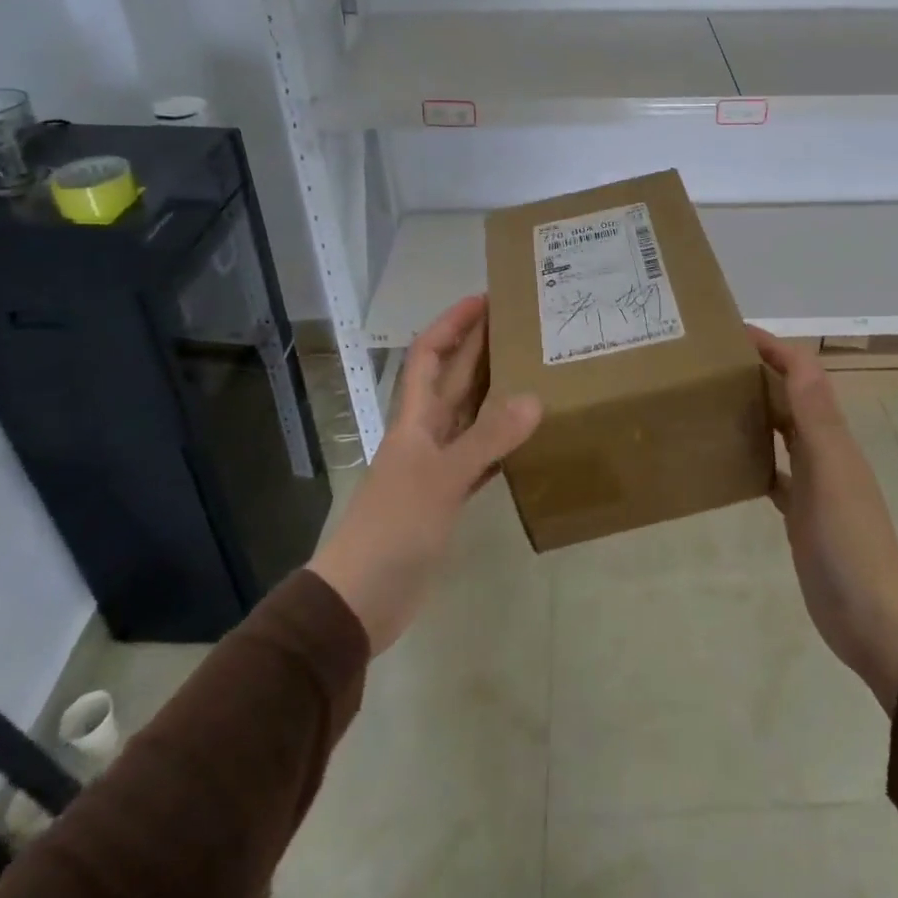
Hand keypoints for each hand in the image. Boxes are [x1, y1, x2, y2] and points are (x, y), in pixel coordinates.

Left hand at [307, 295, 541, 653]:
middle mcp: (426, 434)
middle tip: (524, 326)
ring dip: (496, 392)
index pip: (430, 354)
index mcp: (415, 419)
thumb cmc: (394, 528)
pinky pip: (482, 456)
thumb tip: (535, 398)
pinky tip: (530, 437)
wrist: (362, 599)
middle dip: (481, 348)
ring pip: (471, 416)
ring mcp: (437, 466)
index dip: (453, 323)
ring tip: (536, 370)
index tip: (485, 299)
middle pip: (454, 379)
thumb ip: (487, 440)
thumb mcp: (441, 479)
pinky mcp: (448, 497)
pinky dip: (503, 443)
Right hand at [751, 328, 897, 709]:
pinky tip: (729, 459)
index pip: (803, 373)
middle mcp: (823, 449)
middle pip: (790, 396)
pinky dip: (755, 457)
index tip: (733, 333)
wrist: (871, 615)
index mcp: (831, 433)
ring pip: (781, 431)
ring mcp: (813, 482)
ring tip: (714, 400)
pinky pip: (774, 472)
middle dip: (760, 371)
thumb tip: (798, 356)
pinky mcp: (800, 513)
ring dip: (756, 409)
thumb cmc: (849, 538)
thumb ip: (815, 415)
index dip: (774, 347)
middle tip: (712, 363)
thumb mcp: (830, 470)